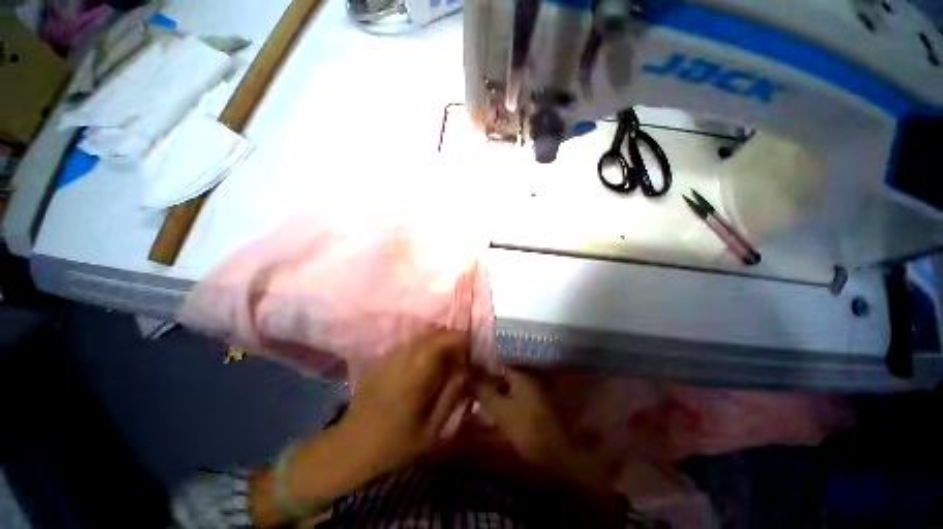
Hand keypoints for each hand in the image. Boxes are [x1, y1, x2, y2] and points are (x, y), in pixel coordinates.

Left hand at [250, 330, 469, 527]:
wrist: (350, 447)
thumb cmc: (394, 444)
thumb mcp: (430, 430)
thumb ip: (450, 396)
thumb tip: (465, 370)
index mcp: (416, 373)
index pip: (441, 340)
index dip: (459, 338)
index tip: (471, 346)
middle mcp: (402, 357)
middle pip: (432, 333)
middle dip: (450, 337)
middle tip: (461, 352)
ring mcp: (390, 356)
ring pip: (420, 336)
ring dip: (437, 340)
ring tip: (447, 356)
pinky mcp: (382, 360)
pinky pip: (409, 344)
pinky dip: (423, 345)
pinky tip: (426, 361)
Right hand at [474, 369, 615, 490]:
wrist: (557, 457)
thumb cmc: (527, 428)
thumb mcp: (500, 409)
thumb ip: (483, 392)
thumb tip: (465, 377)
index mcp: (522, 376)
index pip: (498, 366)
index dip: (483, 371)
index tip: (469, 378)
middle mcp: (530, 381)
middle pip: (504, 379)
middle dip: (488, 385)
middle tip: (471, 393)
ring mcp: (534, 396)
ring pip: (509, 392)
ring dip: (495, 396)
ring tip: (478, 404)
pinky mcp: (536, 411)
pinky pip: (515, 403)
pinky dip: (504, 406)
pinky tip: (494, 416)